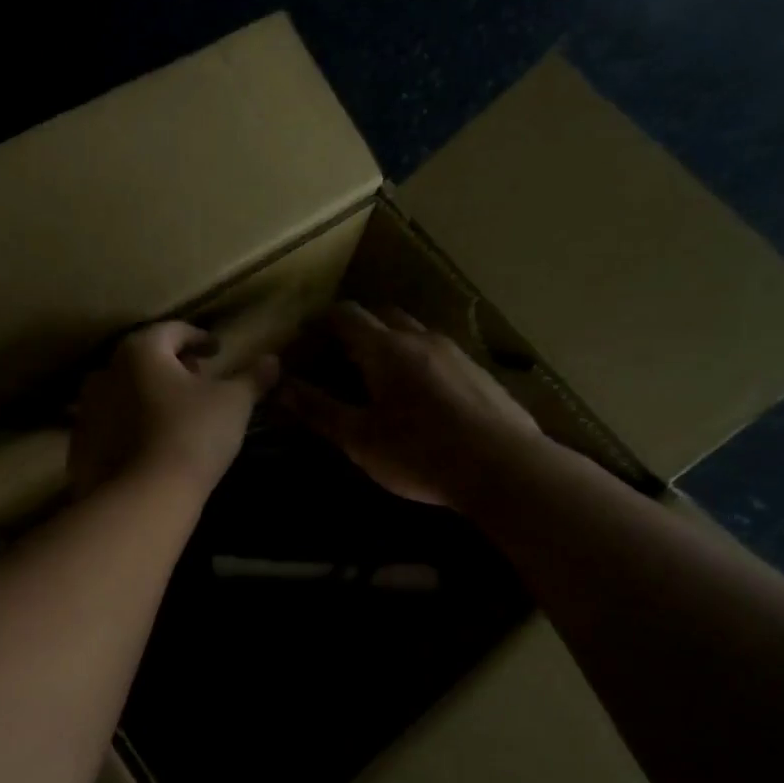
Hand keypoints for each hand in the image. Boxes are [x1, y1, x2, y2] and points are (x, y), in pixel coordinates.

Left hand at [70, 322, 279, 497]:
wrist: (142, 497)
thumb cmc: (192, 435)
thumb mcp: (233, 403)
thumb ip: (253, 378)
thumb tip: (273, 360)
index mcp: (141, 350)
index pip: (173, 331)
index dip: (198, 338)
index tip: (216, 351)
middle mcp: (106, 371)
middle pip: (144, 358)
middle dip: (172, 365)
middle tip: (198, 380)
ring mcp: (88, 409)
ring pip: (125, 390)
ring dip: (149, 394)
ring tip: (175, 412)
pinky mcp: (81, 444)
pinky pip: (111, 424)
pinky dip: (131, 424)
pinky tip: (151, 442)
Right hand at [282, 302, 542, 507]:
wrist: (503, 467)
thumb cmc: (420, 452)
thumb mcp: (360, 438)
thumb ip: (319, 409)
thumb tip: (280, 385)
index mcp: (385, 348)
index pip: (346, 314)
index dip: (322, 320)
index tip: (306, 335)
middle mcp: (421, 338)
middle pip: (384, 315)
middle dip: (360, 328)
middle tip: (343, 355)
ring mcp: (456, 352)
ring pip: (416, 332)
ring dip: (394, 342)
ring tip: (383, 376)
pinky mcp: (480, 373)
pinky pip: (442, 354)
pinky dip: (423, 362)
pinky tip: (425, 397)